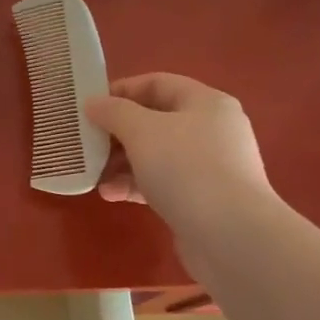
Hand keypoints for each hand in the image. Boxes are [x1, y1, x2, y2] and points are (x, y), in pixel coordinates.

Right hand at [85, 73, 270, 226]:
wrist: (232, 236)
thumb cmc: (186, 169)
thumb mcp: (142, 131)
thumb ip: (114, 112)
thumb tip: (93, 103)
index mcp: (205, 103)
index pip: (157, 83)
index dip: (120, 91)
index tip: (90, 107)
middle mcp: (212, 130)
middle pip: (154, 121)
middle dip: (117, 133)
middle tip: (88, 145)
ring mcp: (210, 166)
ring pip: (156, 155)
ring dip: (121, 163)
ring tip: (95, 177)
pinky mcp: (203, 199)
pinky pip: (163, 183)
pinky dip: (136, 185)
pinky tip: (113, 196)